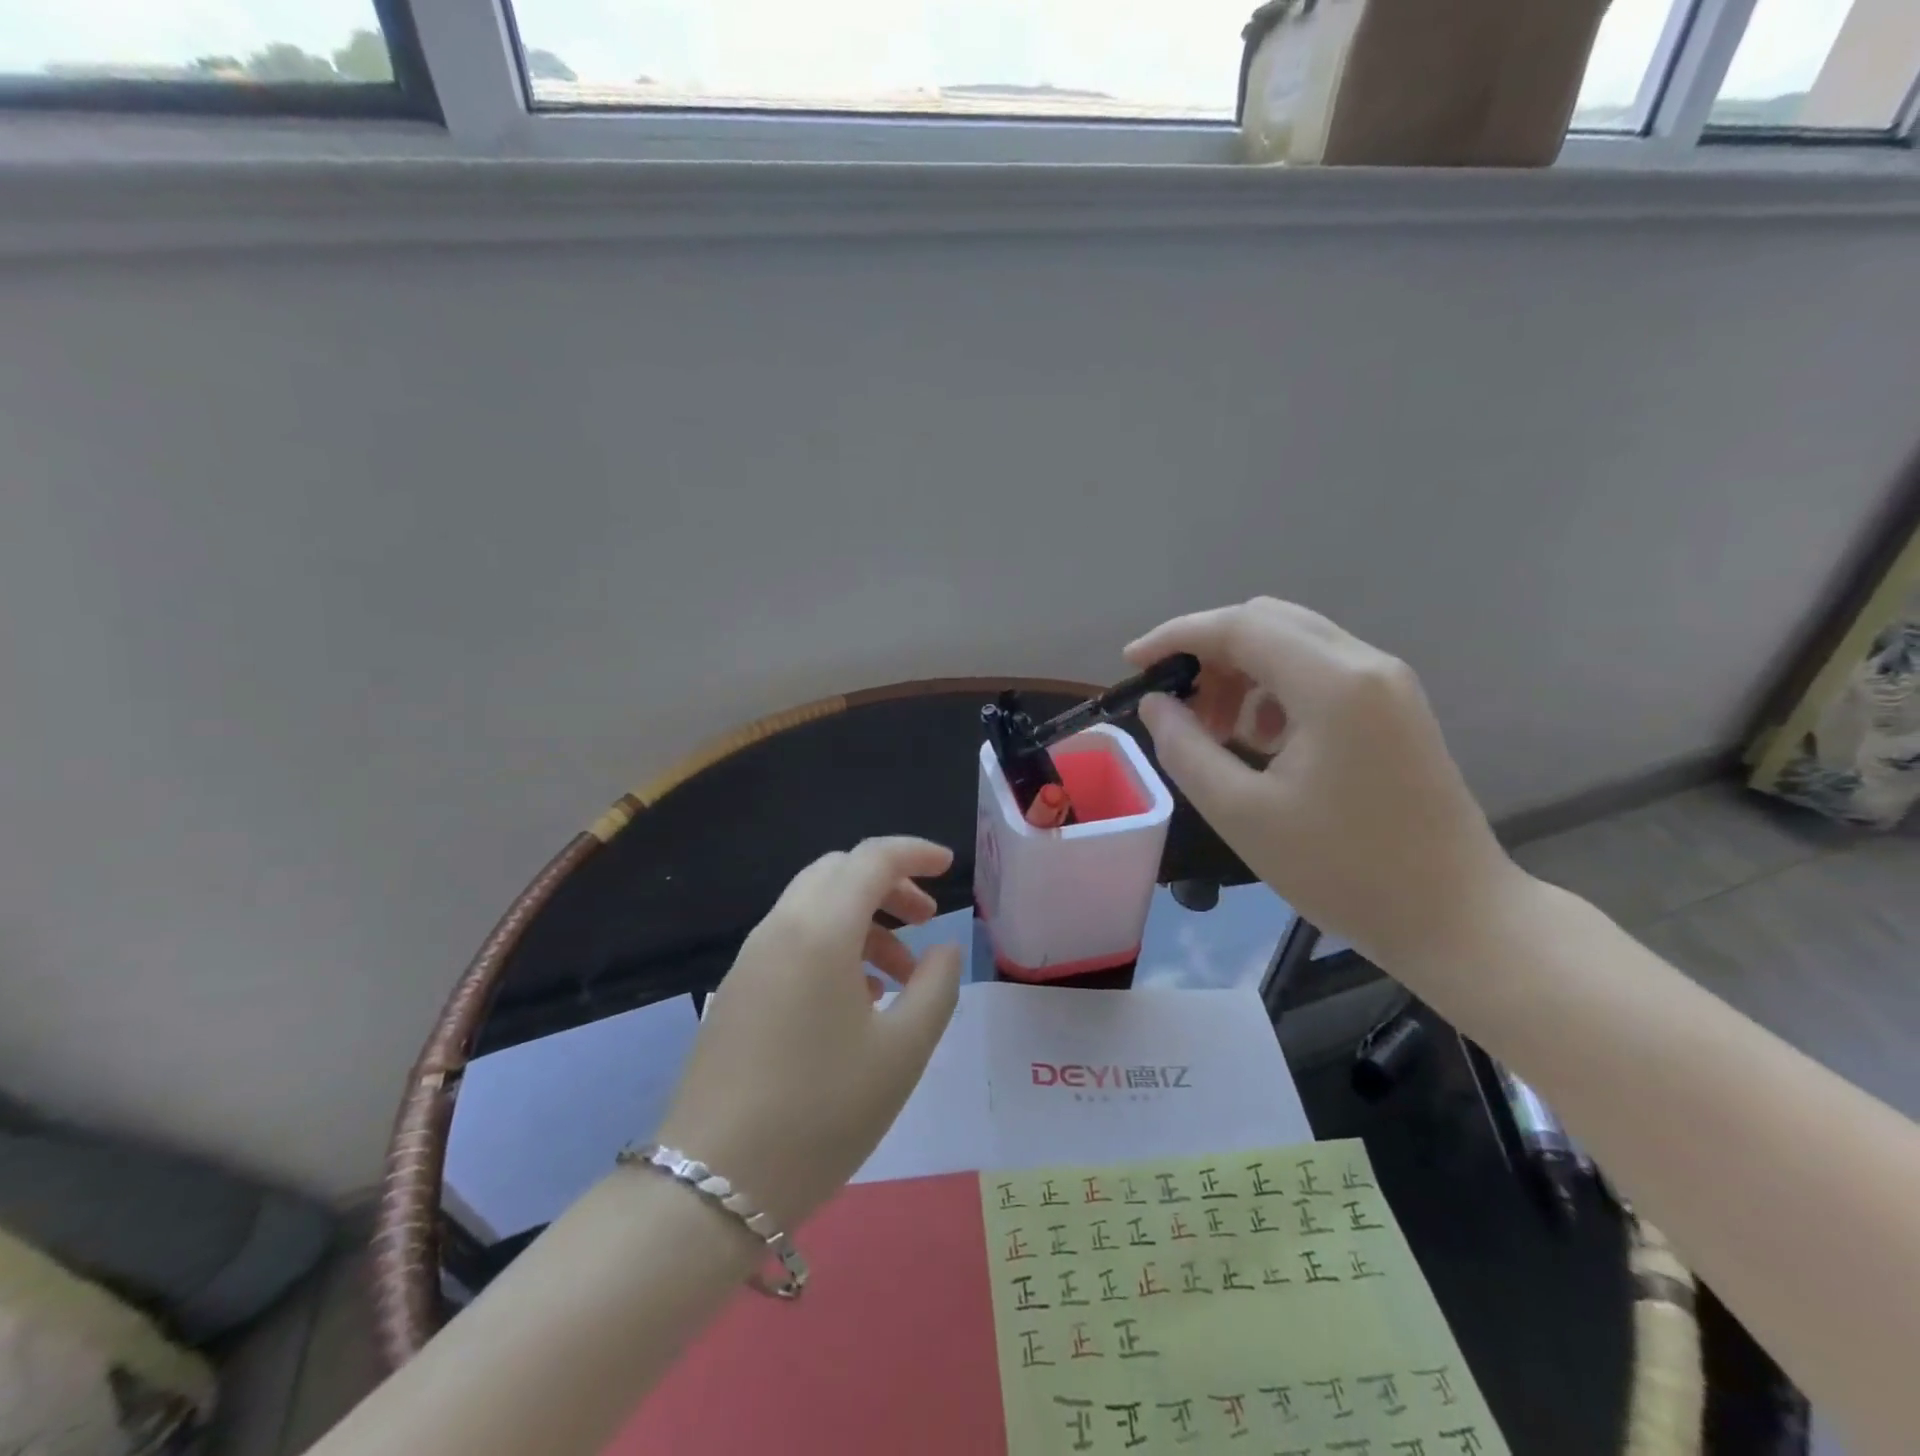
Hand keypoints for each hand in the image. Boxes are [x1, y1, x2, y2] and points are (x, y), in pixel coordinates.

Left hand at [654, 837, 962, 1231]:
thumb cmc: (822, 1112)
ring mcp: (751, 958)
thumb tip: (944, 948)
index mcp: (820, 929)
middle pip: (838, 872)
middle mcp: (780, 928)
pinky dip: (833, 944)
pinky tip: (857, 1000)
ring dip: (862, 919)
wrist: (713, 1185)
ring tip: (900, 975)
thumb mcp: (903, 1051)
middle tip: (926, 920)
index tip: (949, 867)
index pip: (872, 858)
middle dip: (888, 883)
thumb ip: (936, 986)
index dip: (915, 852)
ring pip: (814, 906)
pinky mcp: (737, 990)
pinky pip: (793, 940)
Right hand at [1126, 598, 1524, 972]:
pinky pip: (1319, 670)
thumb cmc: (1342, 870)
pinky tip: (1261, 739)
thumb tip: (1156, 703)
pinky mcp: (1394, 706)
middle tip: (1176, 704)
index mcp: (1333, 684)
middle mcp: (1365, 664)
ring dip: (1240, 671)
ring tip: (1214, 730)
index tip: (1131, 663)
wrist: (1454, 916)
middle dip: (1208, 652)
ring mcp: (1387, 683)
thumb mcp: (1242, 813)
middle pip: (1267, 621)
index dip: (1176, 636)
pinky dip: (1273, 688)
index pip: (1239, 626)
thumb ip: (1185, 748)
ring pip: (1293, 643)